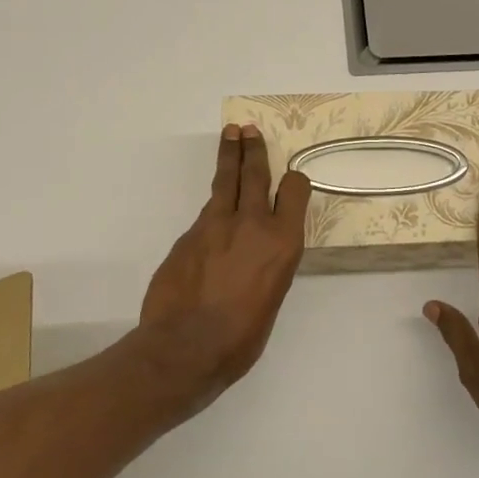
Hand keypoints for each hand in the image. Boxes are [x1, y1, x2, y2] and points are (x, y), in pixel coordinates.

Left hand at [137, 123, 310, 409]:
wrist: (184, 348)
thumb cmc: (240, 338)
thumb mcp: (272, 298)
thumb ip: (268, 265)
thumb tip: (257, 255)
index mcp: (282, 243)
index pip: (294, 191)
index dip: (293, 182)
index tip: (290, 180)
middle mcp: (252, 223)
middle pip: (255, 173)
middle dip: (253, 148)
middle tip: (249, 129)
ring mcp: (216, 224)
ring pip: (225, 181)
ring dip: (229, 156)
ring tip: (231, 134)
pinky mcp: (189, 233)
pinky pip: (206, 212)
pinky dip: (213, 205)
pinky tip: (213, 211)